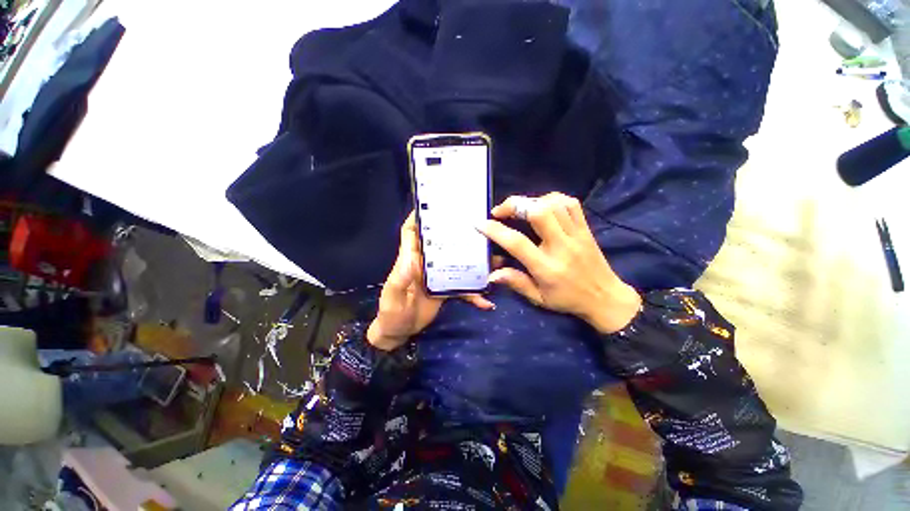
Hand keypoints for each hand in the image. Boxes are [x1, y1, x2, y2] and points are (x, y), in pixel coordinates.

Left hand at [367, 212, 493, 350]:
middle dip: (456, 234)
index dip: (418, 218)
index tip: (434, 204)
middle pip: (440, 243)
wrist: (399, 333)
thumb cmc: (392, 314)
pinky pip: (462, 287)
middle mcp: (425, 264)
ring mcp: (437, 276)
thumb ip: (399, 279)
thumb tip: (411, 258)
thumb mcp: (392, 298)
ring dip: (474, 262)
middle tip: (478, 226)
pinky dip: (474, 293)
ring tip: (495, 260)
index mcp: (410, 260)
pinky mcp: (446, 289)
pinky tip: (486, 301)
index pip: (411, 233)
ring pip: (456, 262)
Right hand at [476, 192, 641, 333]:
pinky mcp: (585, 228)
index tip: (480, 223)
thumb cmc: (567, 299)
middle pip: (538, 213)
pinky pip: (570, 203)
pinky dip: (552, 199)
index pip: (517, 242)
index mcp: (546, 267)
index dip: (495, 230)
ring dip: (531, 201)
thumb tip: (492, 274)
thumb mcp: (538, 298)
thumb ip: (515, 283)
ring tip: (520, 209)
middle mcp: (561, 246)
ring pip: (554, 204)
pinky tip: (542, 205)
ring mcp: (576, 234)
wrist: (605, 298)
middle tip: (500, 212)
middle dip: (514, 205)